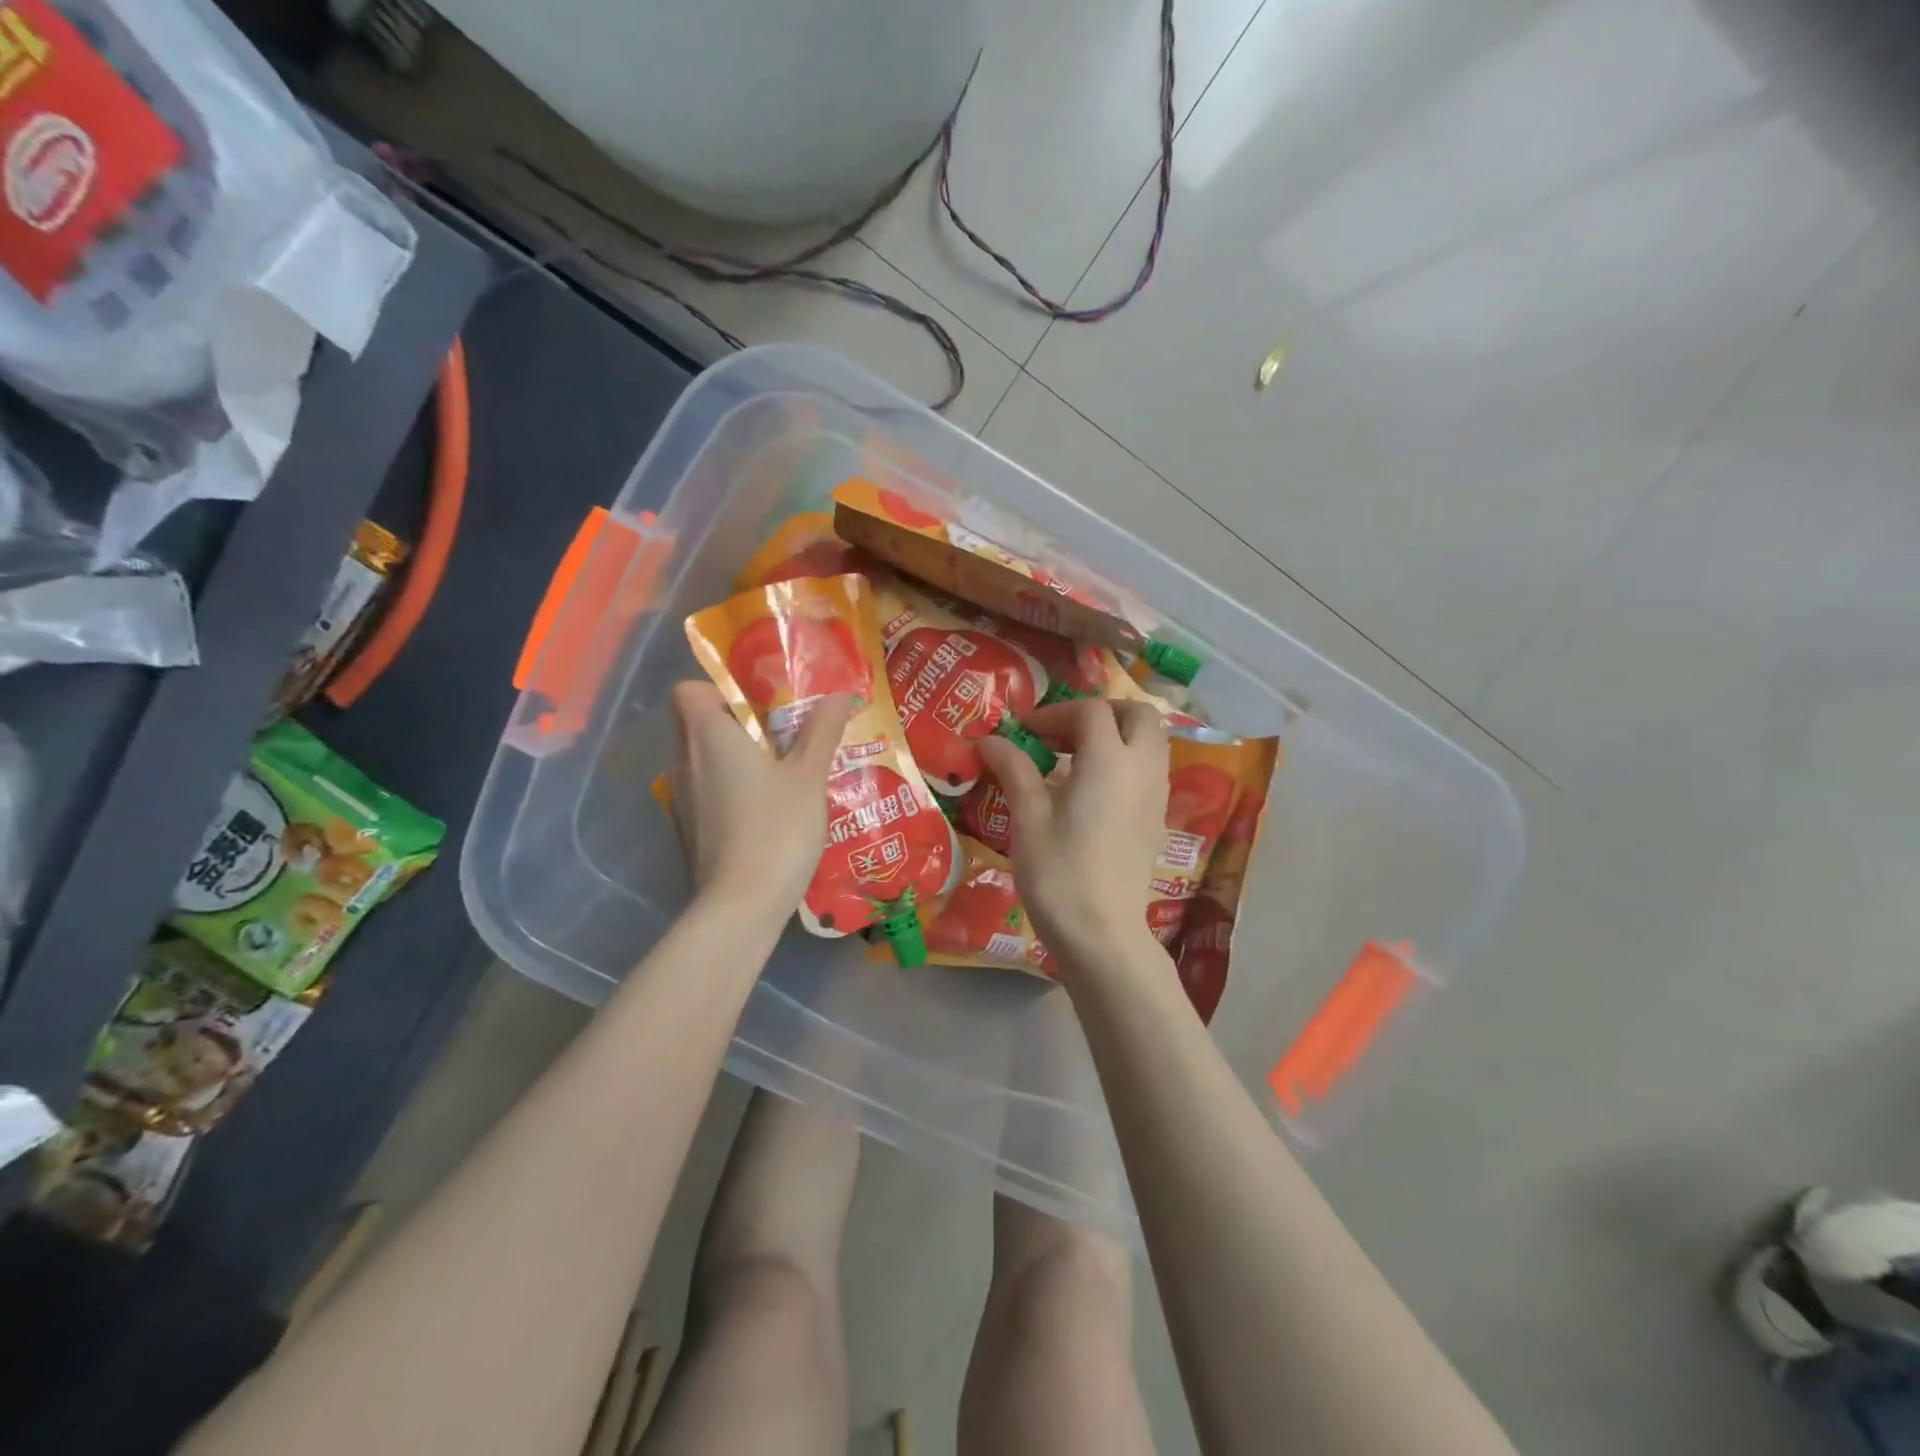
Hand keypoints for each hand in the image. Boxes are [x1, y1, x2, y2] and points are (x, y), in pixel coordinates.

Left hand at [668, 681, 853, 919]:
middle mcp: (683, 761)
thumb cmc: (776, 828)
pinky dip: (727, 789)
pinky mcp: (688, 830)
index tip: (757, 704)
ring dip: (731, 757)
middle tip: (778, 734)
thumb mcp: (808, 776)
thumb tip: (840, 694)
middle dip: (732, 722)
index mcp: (707, 736)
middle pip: (693, 723)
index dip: (718, 688)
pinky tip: (764, 809)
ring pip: (698, 759)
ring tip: (777, 770)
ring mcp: (681, 799)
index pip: (688, 690)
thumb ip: (821, 731)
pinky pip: (703, 791)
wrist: (741, 905)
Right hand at [975, 698, 1167, 968]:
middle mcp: (1143, 768)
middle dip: (1101, 713)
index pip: (1091, 711)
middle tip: (1063, 732)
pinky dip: (1126, 761)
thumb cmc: (1058, 872)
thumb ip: (1013, 768)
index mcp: (1110, 759)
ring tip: (1074, 758)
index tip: (1024, 733)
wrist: (1102, 933)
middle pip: (1137, 715)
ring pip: (1150, 741)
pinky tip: (1091, 790)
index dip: (1055, 713)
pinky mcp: (1158, 820)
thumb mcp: (1028, 816)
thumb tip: (988, 740)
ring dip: (1116, 735)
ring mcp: (1157, 795)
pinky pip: (1150, 770)